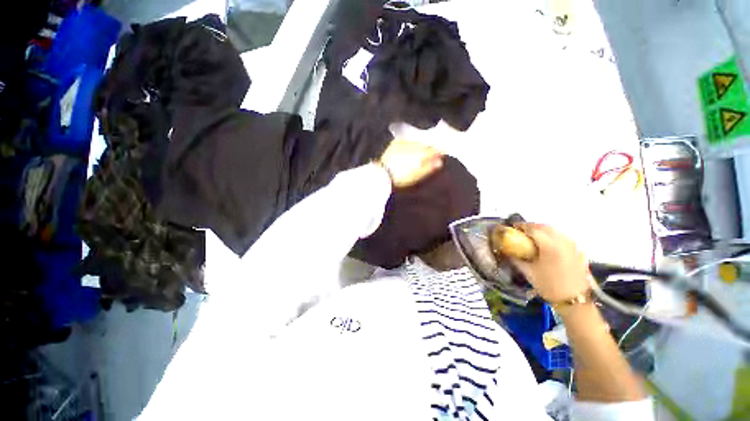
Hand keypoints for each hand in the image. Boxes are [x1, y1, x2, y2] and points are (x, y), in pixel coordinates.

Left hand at [378, 139, 442, 187]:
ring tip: (421, 149)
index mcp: (422, 154)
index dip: (439, 151)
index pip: (435, 149)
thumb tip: (440, 162)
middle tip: (432, 151)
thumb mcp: (417, 175)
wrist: (383, 173)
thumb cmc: (402, 177)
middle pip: (427, 143)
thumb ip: (429, 168)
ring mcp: (405, 142)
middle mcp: (415, 145)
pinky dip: (410, 142)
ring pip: (417, 140)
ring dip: (421, 143)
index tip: (441, 153)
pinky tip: (409, 145)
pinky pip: (406, 139)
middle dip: (430, 146)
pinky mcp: (396, 142)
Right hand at [509, 223, 592, 302]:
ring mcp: (573, 246)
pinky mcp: (579, 251)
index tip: (513, 226)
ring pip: (556, 231)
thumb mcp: (528, 272)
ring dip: (543, 230)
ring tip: (534, 235)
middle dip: (532, 226)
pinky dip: (554, 236)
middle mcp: (563, 242)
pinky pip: (564, 237)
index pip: (533, 229)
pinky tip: (549, 243)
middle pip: (546, 227)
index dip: (522, 226)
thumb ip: (516, 259)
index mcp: (549, 246)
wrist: (574, 301)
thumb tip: (506, 251)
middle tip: (522, 230)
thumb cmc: (549, 286)